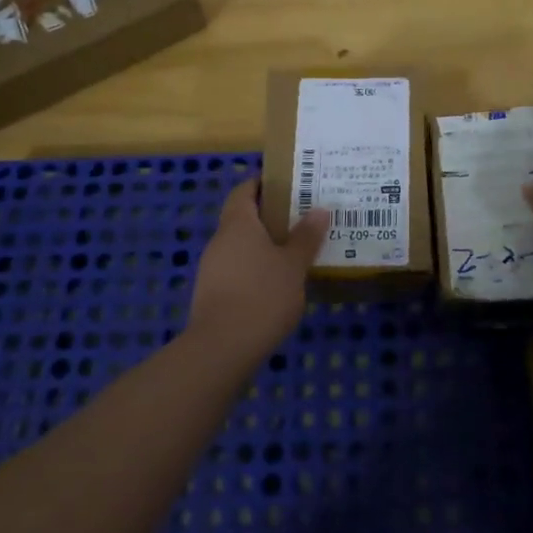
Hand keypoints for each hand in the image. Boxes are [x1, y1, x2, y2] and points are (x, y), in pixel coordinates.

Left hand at [187, 180, 329, 353]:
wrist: (222, 348)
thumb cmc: (262, 296)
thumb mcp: (293, 265)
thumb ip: (306, 237)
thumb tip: (320, 209)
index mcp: (238, 224)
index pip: (244, 190)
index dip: (262, 183)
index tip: (288, 184)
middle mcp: (220, 240)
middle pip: (243, 218)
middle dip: (271, 216)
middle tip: (303, 218)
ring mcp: (212, 268)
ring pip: (240, 246)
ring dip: (264, 245)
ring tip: (296, 252)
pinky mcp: (212, 294)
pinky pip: (237, 270)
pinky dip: (256, 269)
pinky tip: (278, 284)